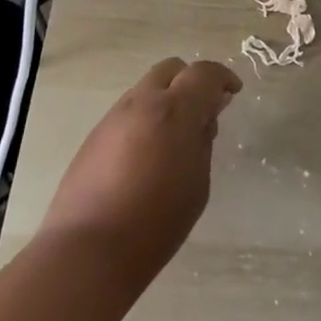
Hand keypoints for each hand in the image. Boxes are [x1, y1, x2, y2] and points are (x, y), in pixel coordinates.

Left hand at [39, 58, 241, 289]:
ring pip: (146, 88)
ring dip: (166, 99)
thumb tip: (204, 118)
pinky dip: (145, 118)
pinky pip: (128, 112)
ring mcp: (113, 117)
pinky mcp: (94, 136)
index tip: (232, 93)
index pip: (204, 73)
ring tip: (174, 136)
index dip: (223, 77)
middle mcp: (142, 102)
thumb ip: (202, 141)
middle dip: (191, 81)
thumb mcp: (197, 183)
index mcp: (175, 110)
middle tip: (203, 110)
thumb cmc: (156, 221)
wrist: (88, 250)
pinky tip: (147, 153)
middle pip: (171, 69)